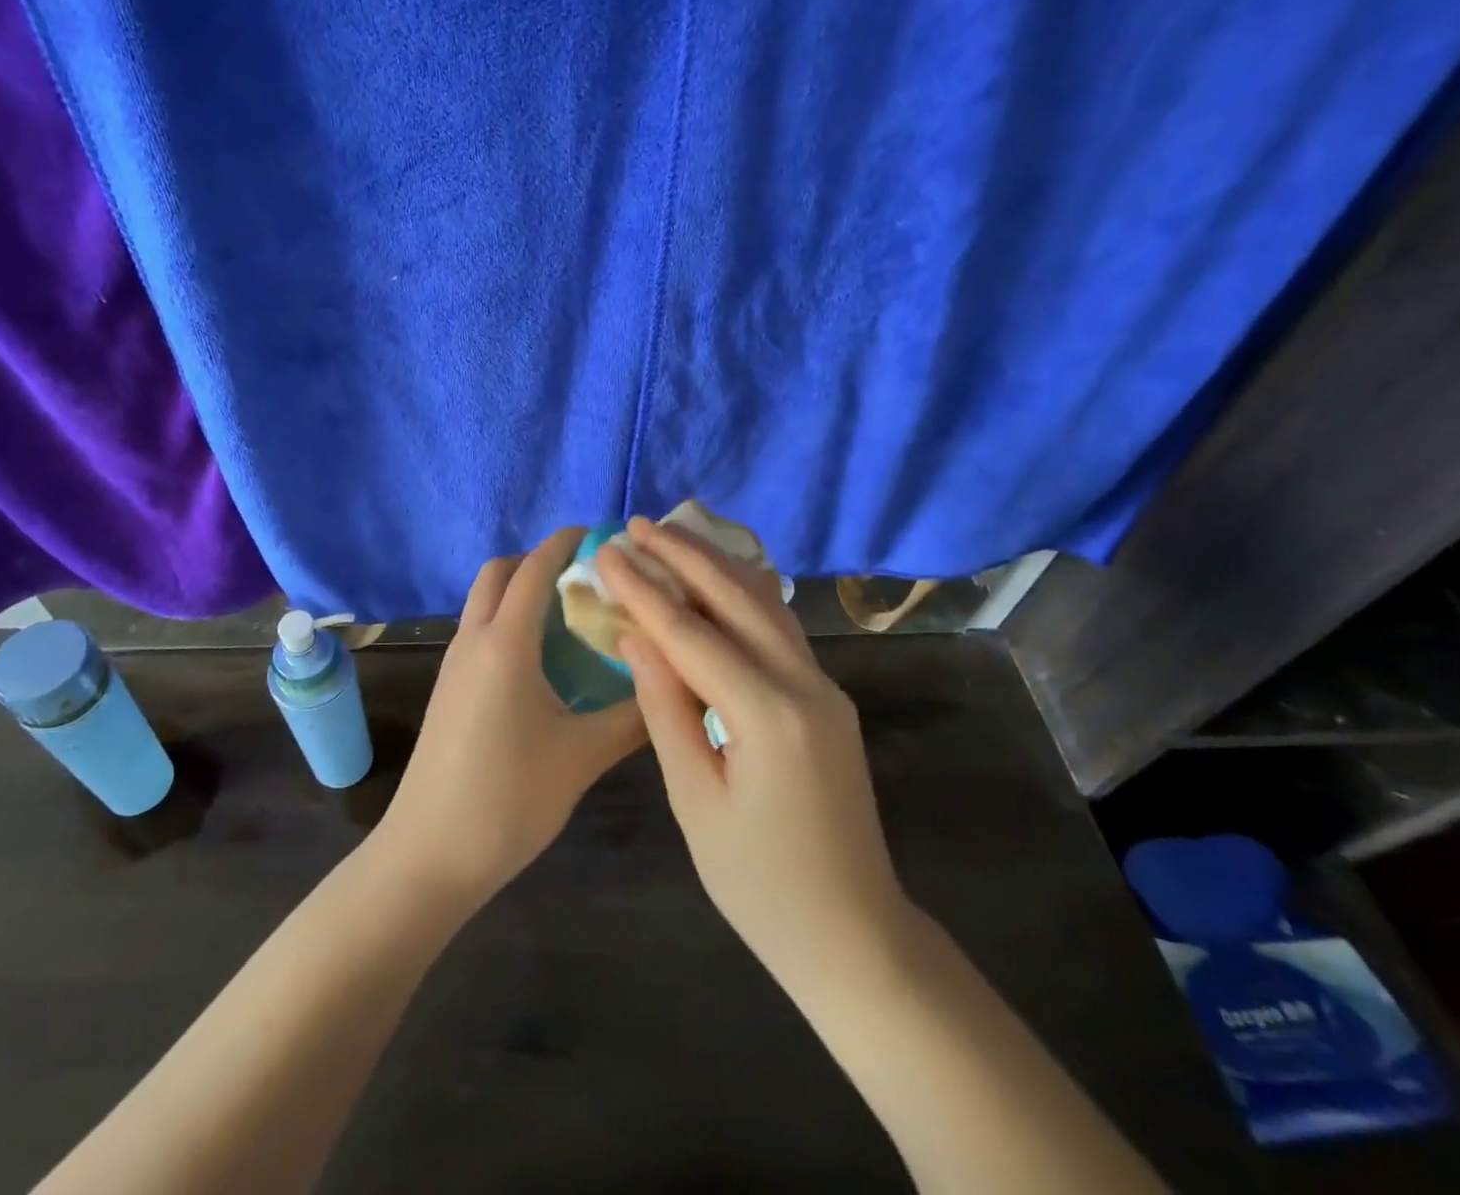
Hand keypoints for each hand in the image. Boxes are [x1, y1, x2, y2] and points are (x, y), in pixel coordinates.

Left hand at [374, 528, 646, 909]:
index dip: (565, 542)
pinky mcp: (448, 689)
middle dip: (538, 561)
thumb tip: (673, 683)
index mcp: (505, 643)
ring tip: (572, 617)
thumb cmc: (509, 797)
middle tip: (587, 579)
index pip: (534, 569)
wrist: (430, 853)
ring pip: (484, 602)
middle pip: (499, 573)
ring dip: (521, 591)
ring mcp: (454, 664)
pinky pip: (479, 631)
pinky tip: (543, 660)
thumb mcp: (583, 756)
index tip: (601, 536)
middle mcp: (474, 640)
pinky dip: (509, 621)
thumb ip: (633, 716)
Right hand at [597, 518, 910, 983]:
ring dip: (716, 567)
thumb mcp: (695, 800)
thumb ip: (665, 708)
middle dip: (684, 555)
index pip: (689, 633)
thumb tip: (636, 636)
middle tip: (637, 525)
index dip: (642, 589)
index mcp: (766, 715)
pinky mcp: (828, 698)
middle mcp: (805, 685)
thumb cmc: (759, 884)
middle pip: (736, 598)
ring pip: (765, 605)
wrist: (854, 934)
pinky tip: (715, 584)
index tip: (605, 552)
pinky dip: (740, 597)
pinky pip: (779, 630)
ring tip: (671, 539)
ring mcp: (825, 688)